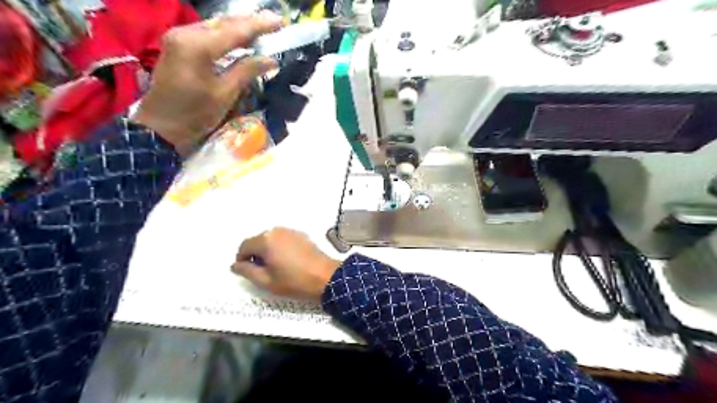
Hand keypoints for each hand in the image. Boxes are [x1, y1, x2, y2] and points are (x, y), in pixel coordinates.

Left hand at [134, 11, 281, 153]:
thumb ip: (247, 71)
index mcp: (197, 46)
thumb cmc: (195, 114)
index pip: (235, 31)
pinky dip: (225, 35)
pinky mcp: (177, 45)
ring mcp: (178, 37)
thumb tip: (271, 60)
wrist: (161, 126)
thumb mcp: (225, 94)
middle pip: (224, 23)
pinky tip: (238, 39)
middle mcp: (185, 33)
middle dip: (250, 23)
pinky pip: (206, 33)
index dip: (260, 26)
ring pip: (215, 26)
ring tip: (261, 29)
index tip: (281, 22)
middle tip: (274, 23)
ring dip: (238, 28)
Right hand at [231, 229, 338, 300]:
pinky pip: (283, 239)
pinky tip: (288, 261)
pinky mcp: (301, 235)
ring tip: (275, 267)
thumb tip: (234, 265)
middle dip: (255, 254)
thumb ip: (247, 271)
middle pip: (258, 240)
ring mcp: (291, 231)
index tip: (248, 272)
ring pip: (271, 239)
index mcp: (266, 240)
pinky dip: (280, 248)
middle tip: (262, 272)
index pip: (244, 246)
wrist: (325, 276)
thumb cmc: (294, 281)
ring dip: (268, 251)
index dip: (242, 259)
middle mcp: (277, 231)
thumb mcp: (266, 281)